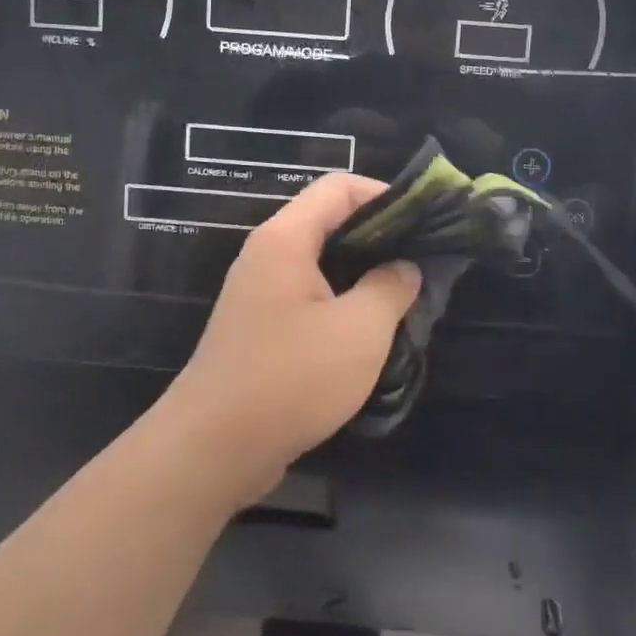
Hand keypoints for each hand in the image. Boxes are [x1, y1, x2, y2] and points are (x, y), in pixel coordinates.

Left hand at [158, 173, 420, 502]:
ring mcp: (260, 292)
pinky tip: (371, 331)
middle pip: (329, 221)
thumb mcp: (358, 331)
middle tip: (421, 261)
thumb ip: (390, 288)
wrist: (212, 449)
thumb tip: (405, 267)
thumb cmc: (289, 378)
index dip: (383, 193)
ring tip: (404, 297)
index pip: (338, 187)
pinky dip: (342, 302)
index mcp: (286, 239)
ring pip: (321, 262)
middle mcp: (268, 254)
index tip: (422, 221)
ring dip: (363, 274)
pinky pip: (309, 296)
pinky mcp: (260, 327)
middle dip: (379, 236)